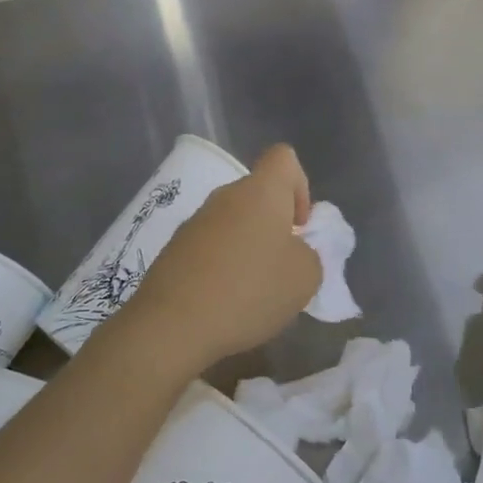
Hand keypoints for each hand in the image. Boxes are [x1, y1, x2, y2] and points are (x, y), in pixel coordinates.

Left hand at [118, 144, 322, 373]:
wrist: (172, 324)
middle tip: (282, 267)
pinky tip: (225, 301)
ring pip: (233, 223)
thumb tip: (294, 251)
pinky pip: (210, 247)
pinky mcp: (174, 249)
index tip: (299, 227)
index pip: (284, 158)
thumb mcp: (305, 278)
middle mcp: (225, 196)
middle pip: (258, 195)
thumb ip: (310, 255)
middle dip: (275, 226)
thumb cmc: (249, 290)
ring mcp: (194, 222)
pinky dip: (223, 266)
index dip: (300, 186)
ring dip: (248, 248)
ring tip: (254, 291)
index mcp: (260, 191)